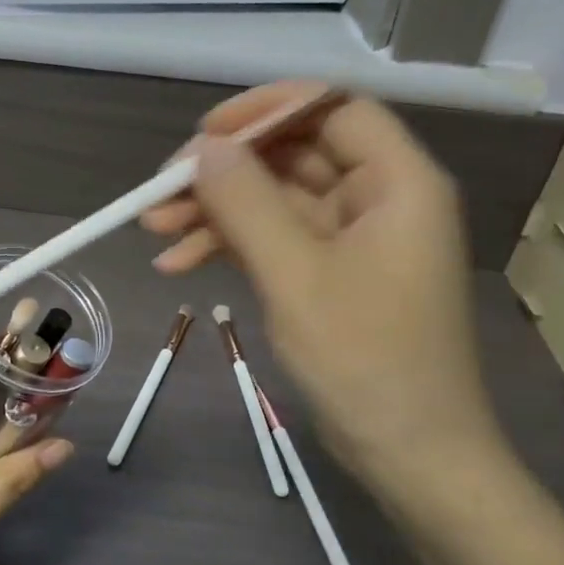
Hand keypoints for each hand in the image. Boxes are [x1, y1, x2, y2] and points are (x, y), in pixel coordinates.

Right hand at [143, 82, 502, 482]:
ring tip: (153, 229)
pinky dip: (230, 246)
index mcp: (397, 182)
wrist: (410, 455)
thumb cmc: (366, 360)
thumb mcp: (296, 275)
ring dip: (216, 211)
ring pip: (275, 200)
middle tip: (161, 190)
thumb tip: (203, 148)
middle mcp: (379, 199)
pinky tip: (177, 263)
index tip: (205, 132)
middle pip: (293, 155)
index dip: (267, 110)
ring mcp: (353, 240)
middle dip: (225, 171)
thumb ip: (247, 203)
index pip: (332, 109)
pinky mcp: (330, 275)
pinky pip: (274, 240)